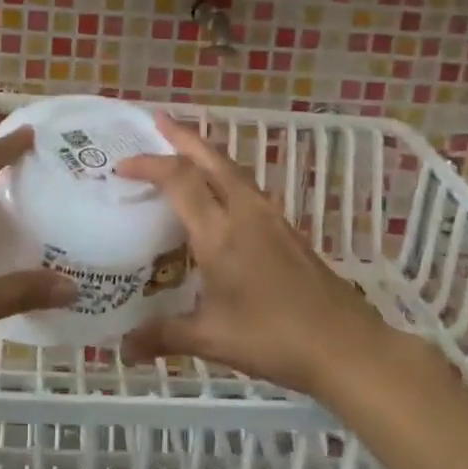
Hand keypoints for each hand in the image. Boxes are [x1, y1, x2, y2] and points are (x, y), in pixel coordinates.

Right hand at [115, 114, 381, 397]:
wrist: (345, 346)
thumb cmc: (273, 338)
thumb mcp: (211, 339)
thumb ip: (163, 336)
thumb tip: (124, 348)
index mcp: (220, 232)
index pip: (180, 179)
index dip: (149, 165)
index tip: (122, 165)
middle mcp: (245, 213)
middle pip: (211, 158)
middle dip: (182, 136)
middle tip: (156, 120)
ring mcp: (270, 217)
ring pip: (233, 169)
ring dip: (205, 153)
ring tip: (183, 150)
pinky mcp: (287, 229)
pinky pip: (247, 187)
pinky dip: (224, 175)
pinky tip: (219, 194)